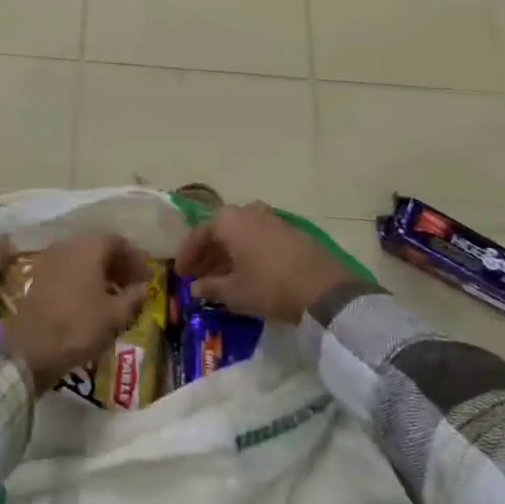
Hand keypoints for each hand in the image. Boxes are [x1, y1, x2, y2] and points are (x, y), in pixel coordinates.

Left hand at [1, 233, 149, 393]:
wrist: (31, 348)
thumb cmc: (79, 326)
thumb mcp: (115, 315)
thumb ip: (133, 297)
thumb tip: (142, 288)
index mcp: (88, 247)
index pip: (118, 242)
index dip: (135, 258)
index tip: (147, 277)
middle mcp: (68, 246)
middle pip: (99, 248)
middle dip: (119, 264)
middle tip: (133, 285)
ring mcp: (49, 260)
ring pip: (82, 259)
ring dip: (101, 272)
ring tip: (115, 295)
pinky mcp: (38, 277)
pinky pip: (68, 270)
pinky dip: (84, 279)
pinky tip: (92, 301)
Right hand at [174, 201, 355, 324]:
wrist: (324, 288)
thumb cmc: (269, 286)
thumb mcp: (234, 292)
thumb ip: (210, 287)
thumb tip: (196, 287)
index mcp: (229, 220)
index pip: (199, 234)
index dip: (187, 255)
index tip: (180, 274)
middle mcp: (248, 211)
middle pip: (220, 231)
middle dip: (207, 254)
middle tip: (198, 277)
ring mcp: (272, 218)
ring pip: (240, 234)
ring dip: (227, 254)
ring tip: (220, 278)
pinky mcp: (290, 230)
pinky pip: (258, 238)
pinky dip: (247, 253)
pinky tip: (246, 273)